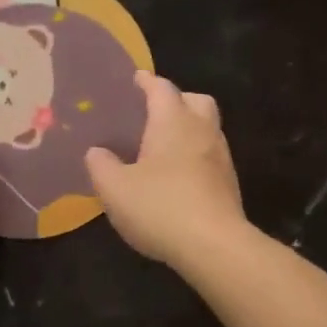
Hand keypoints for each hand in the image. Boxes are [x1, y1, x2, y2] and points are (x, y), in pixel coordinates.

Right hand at [86, 70, 246, 266]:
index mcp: (173, 121)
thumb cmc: (161, 208)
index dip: (146, 82)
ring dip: (188, 130)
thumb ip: (101, 165)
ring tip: (162, 148)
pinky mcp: (229, 184)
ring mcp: (221, 157)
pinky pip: (210, 157)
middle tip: (154, 114)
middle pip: (195, 101)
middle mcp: (202, 131)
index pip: (161, 88)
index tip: (135, 80)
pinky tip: (178, 178)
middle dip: (177, 101)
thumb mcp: (115, 189)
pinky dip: (195, 157)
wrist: (214, 245)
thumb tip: (97, 152)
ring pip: (207, 129)